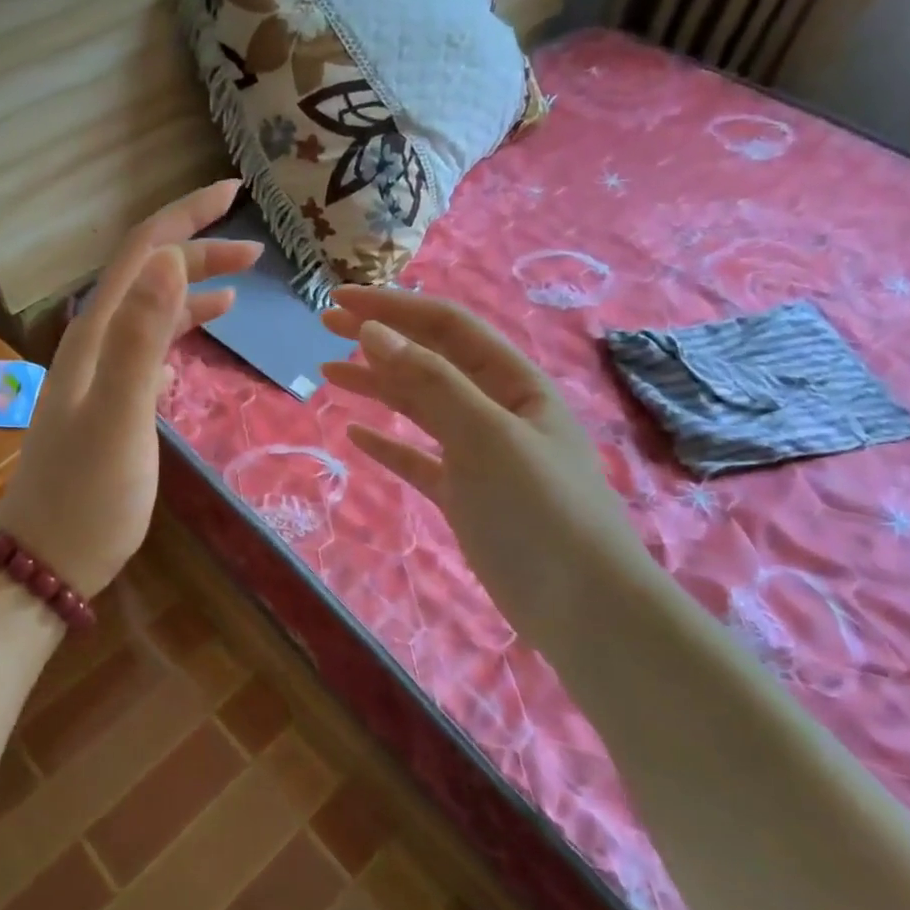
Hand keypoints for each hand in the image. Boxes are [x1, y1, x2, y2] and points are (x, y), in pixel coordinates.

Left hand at [0, 180, 262, 596]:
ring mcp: (100, 376)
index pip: (142, 252)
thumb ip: (141, 337)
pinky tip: (196, 344)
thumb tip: (171, 259)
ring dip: (191, 292)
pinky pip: (148, 352)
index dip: (186, 216)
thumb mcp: (119, 415)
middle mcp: (94, 344)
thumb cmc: (88, 495)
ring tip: (240, 289)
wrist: (47, 560)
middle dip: (198, 252)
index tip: (236, 192)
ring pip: (150, 314)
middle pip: (148, 277)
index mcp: (95, 335)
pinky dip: (177, 336)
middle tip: (258, 251)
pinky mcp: (112, 405)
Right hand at [319, 287, 657, 630]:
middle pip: (430, 360)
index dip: (393, 307)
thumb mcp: (486, 435)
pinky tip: (357, 434)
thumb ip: (430, 381)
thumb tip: (373, 332)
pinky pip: (419, 458)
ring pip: (420, 407)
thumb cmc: (540, 510)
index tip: (339, 299)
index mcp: (514, 383)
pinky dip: (388, 444)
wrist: (584, 610)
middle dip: (380, 338)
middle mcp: (497, 410)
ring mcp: (480, 454)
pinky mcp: (465, 496)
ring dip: (377, 386)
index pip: (446, 327)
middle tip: (325, 324)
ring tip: (328, 373)